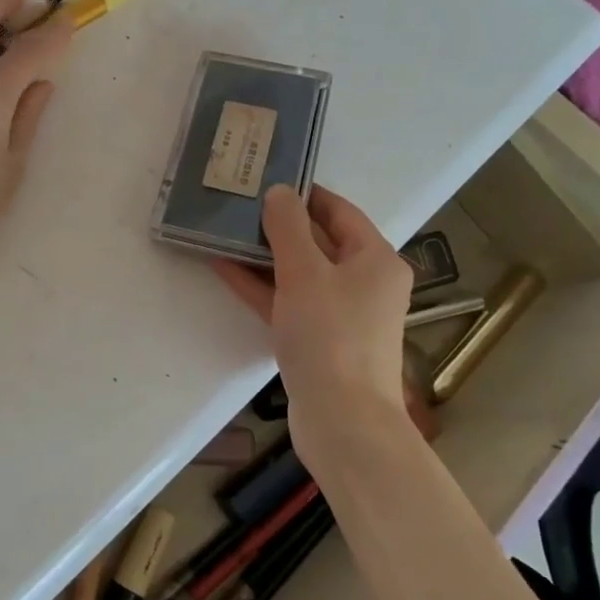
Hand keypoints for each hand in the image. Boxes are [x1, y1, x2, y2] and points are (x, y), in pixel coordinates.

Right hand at [214, 185, 416, 472]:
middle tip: (238, 205)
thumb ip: (288, 228)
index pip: (338, 211)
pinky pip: (288, 301)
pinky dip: (262, 286)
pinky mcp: (319, 340)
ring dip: (263, 255)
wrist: (342, 420)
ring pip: (299, 273)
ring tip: (223, 232)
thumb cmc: (330, 336)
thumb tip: (278, 192)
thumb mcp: (305, 272)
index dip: (304, 194)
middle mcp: (364, 282)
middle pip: (318, 242)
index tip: (266, 179)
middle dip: (278, 225)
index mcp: (375, 259)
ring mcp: (341, 314)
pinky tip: (224, 269)